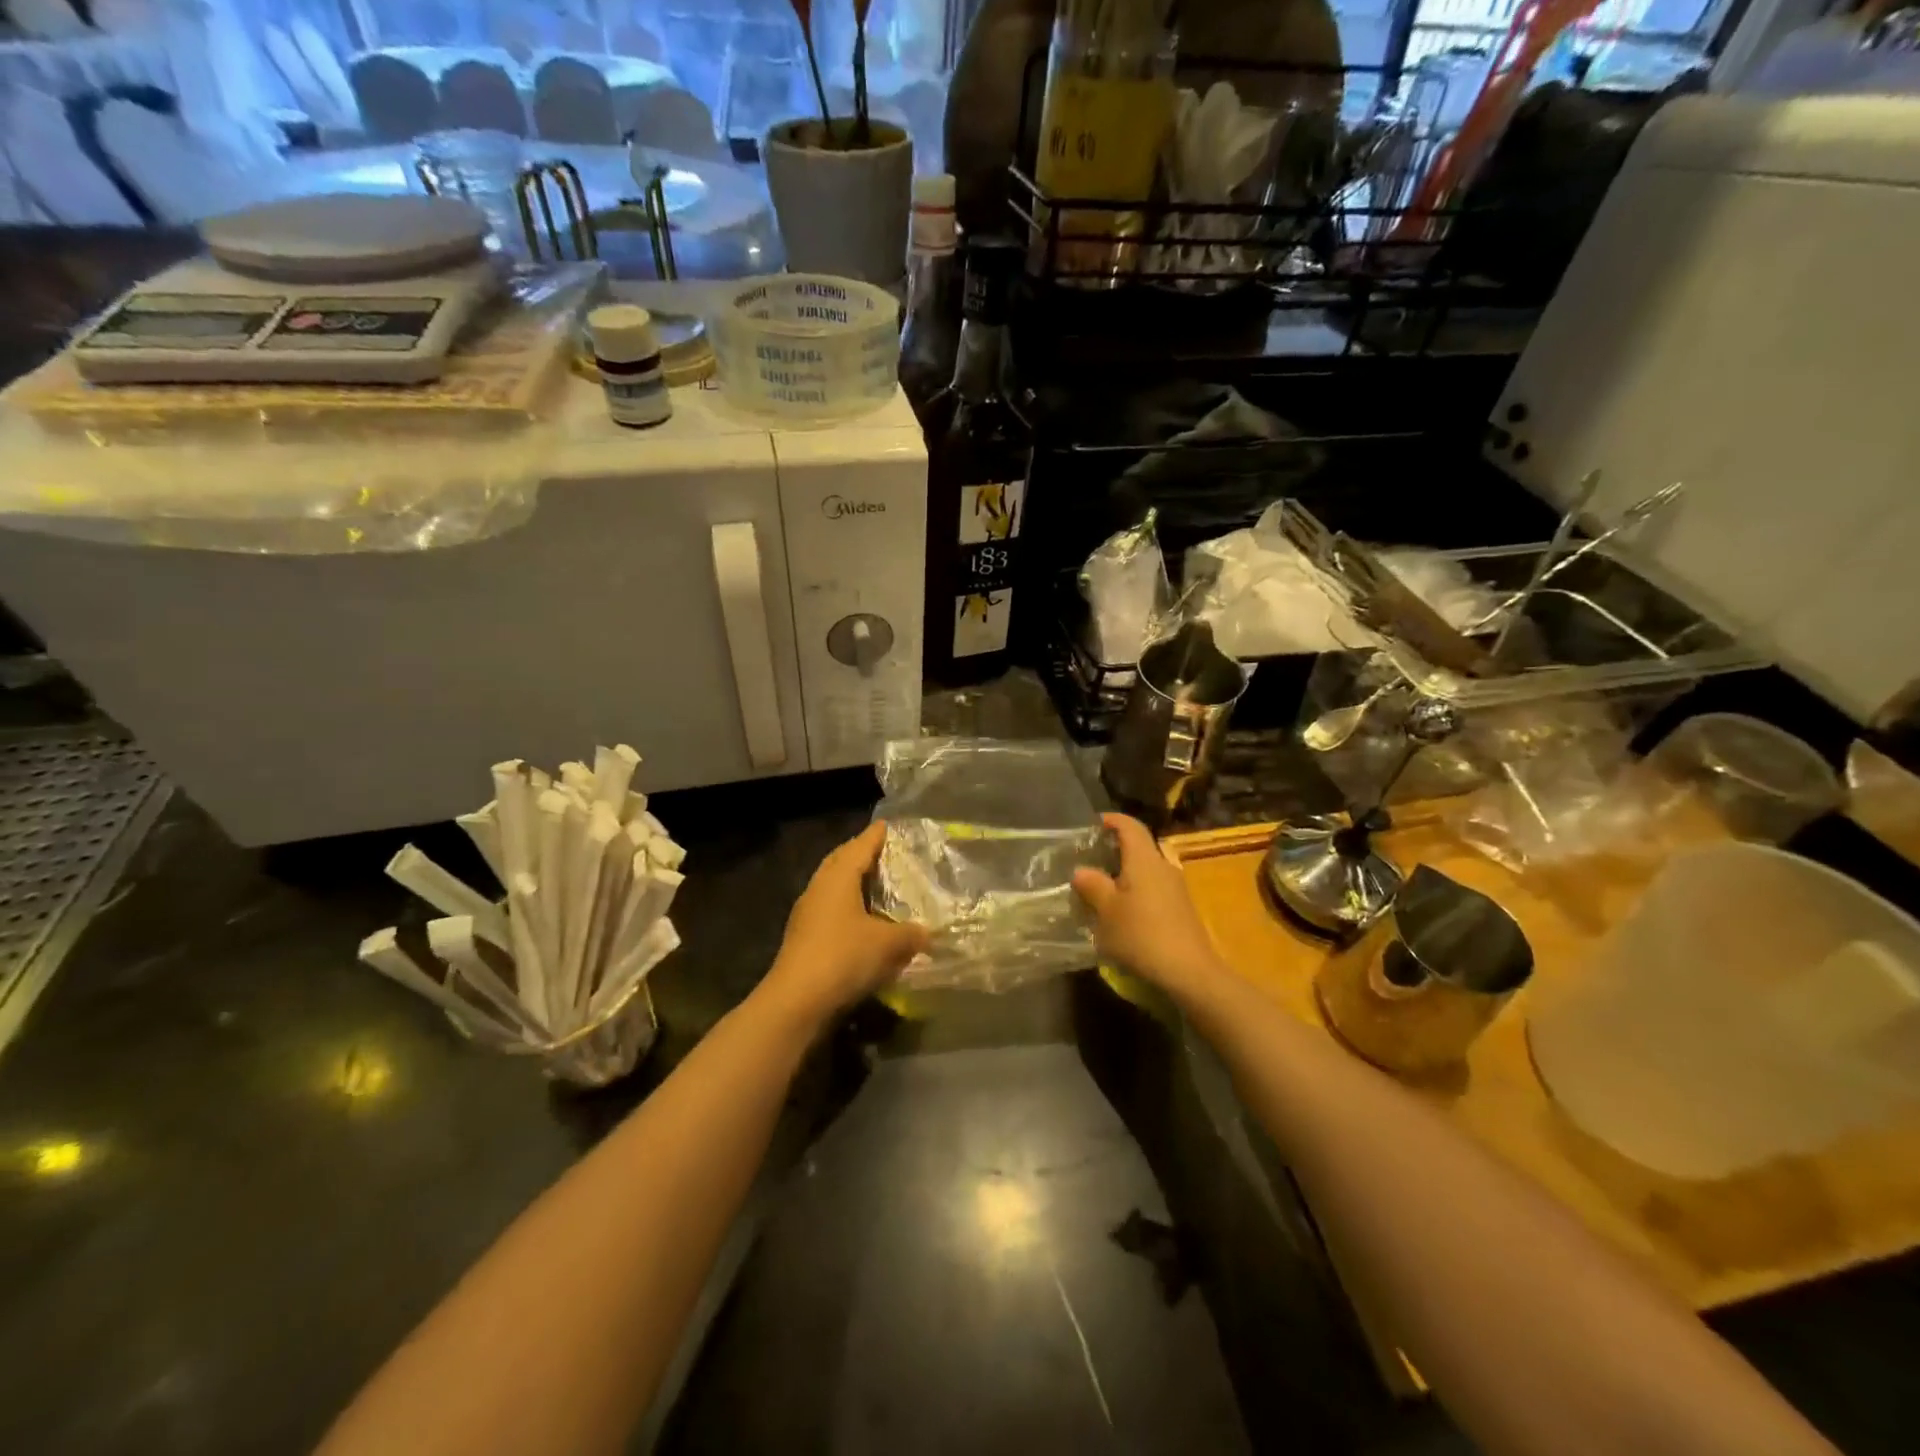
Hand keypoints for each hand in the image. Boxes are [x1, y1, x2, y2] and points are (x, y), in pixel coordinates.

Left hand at [759, 821, 929, 1025]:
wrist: (796, 1001)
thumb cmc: (843, 957)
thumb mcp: (888, 944)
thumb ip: (910, 934)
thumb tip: (926, 932)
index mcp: (837, 878)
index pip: (859, 846)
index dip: (875, 836)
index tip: (887, 826)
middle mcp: (819, 888)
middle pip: (840, 862)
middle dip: (860, 854)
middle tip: (882, 852)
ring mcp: (807, 914)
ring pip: (832, 887)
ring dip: (852, 883)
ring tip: (876, 885)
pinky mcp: (803, 938)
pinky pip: (829, 910)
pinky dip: (847, 908)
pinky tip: (862, 921)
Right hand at [1072, 813, 1224, 998]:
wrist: (1189, 971)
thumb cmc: (1142, 934)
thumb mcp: (1107, 911)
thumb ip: (1092, 886)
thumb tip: (1081, 870)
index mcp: (1144, 859)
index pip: (1130, 826)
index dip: (1112, 820)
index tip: (1093, 824)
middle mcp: (1163, 866)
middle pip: (1140, 846)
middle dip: (1116, 847)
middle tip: (1092, 857)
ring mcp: (1176, 887)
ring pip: (1147, 868)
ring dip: (1126, 871)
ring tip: (1103, 885)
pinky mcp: (1181, 908)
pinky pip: (1154, 887)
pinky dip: (1136, 889)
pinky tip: (1123, 909)